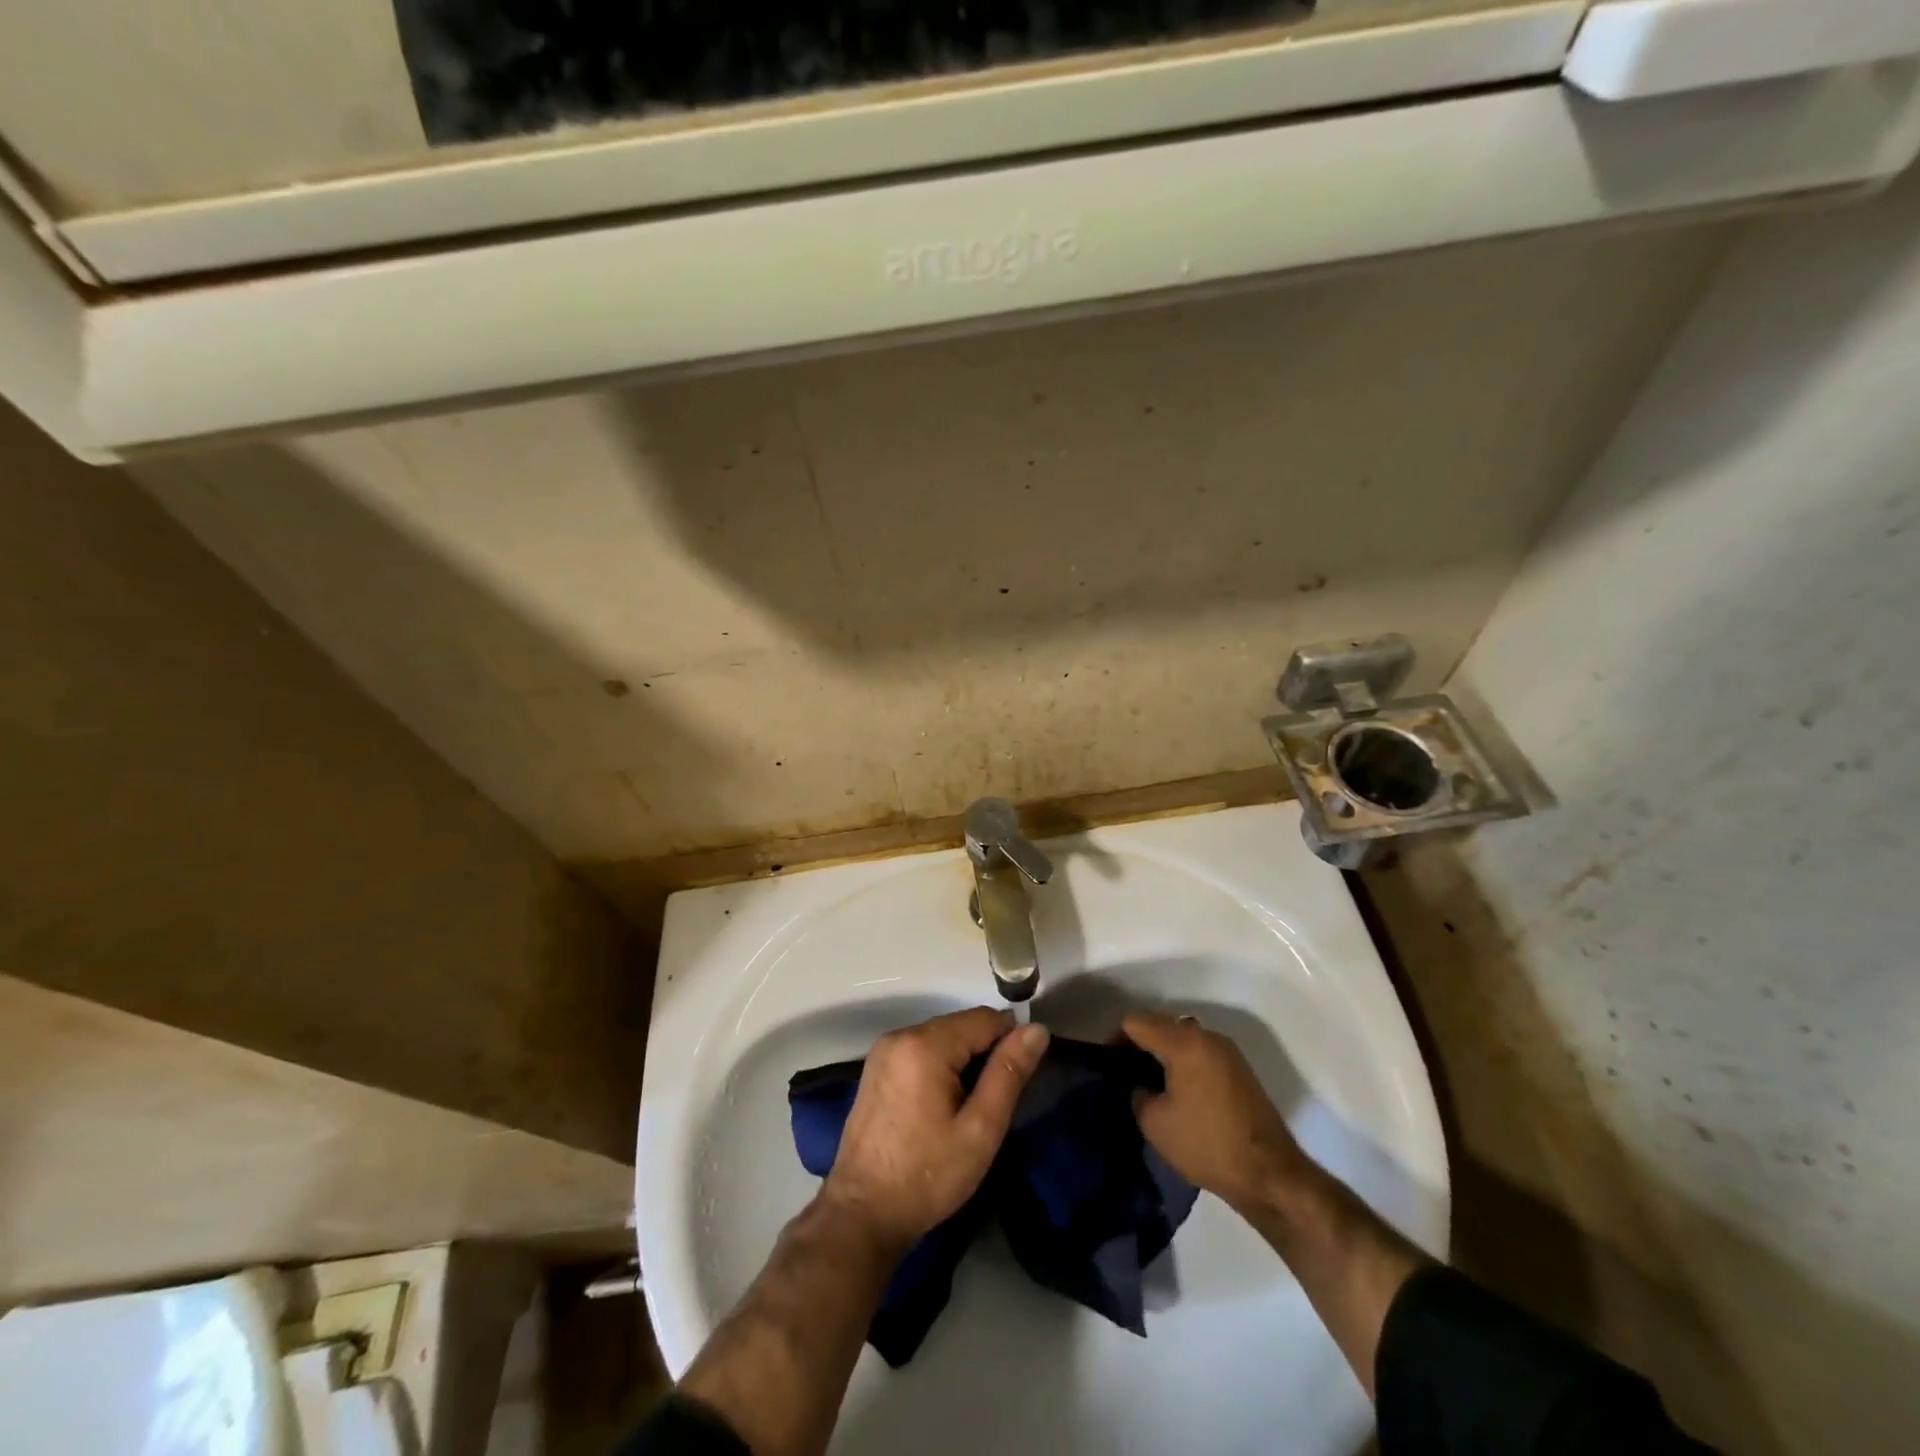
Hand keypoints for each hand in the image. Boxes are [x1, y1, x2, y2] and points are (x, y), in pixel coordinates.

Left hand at [823, 1007, 1049, 1252]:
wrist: (862, 1214)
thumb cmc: (927, 1175)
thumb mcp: (980, 1129)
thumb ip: (1009, 1073)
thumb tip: (1036, 1029)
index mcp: (925, 1044)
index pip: (985, 1018)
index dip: (1011, 1040)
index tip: (1022, 1076)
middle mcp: (900, 1035)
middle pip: (960, 1026)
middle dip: (985, 1052)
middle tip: (996, 1100)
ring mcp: (883, 1051)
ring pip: (941, 1038)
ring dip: (963, 1060)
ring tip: (972, 1106)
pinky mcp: (875, 1068)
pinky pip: (920, 1051)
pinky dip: (940, 1066)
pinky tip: (944, 1105)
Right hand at [1122, 1012, 1311, 1214]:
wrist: (1269, 1174)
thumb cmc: (1206, 1144)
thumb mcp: (1155, 1123)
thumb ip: (1138, 1093)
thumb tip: (1143, 1086)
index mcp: (1183, 1043)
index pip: (1136, 1023)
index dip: (1115, 1040)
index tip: (1108, 1065)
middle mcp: (1207, 1036)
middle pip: (1161, 1025)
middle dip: (1140, 1044)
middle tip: (1126, 1073)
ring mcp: (1228, 1051)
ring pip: (1183, 1037)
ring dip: (1164, 1052)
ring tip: (1151, 1083)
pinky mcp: (1240, 1069)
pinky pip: (1201, 1052)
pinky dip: (1184, 1062)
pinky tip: (1179, 1091)